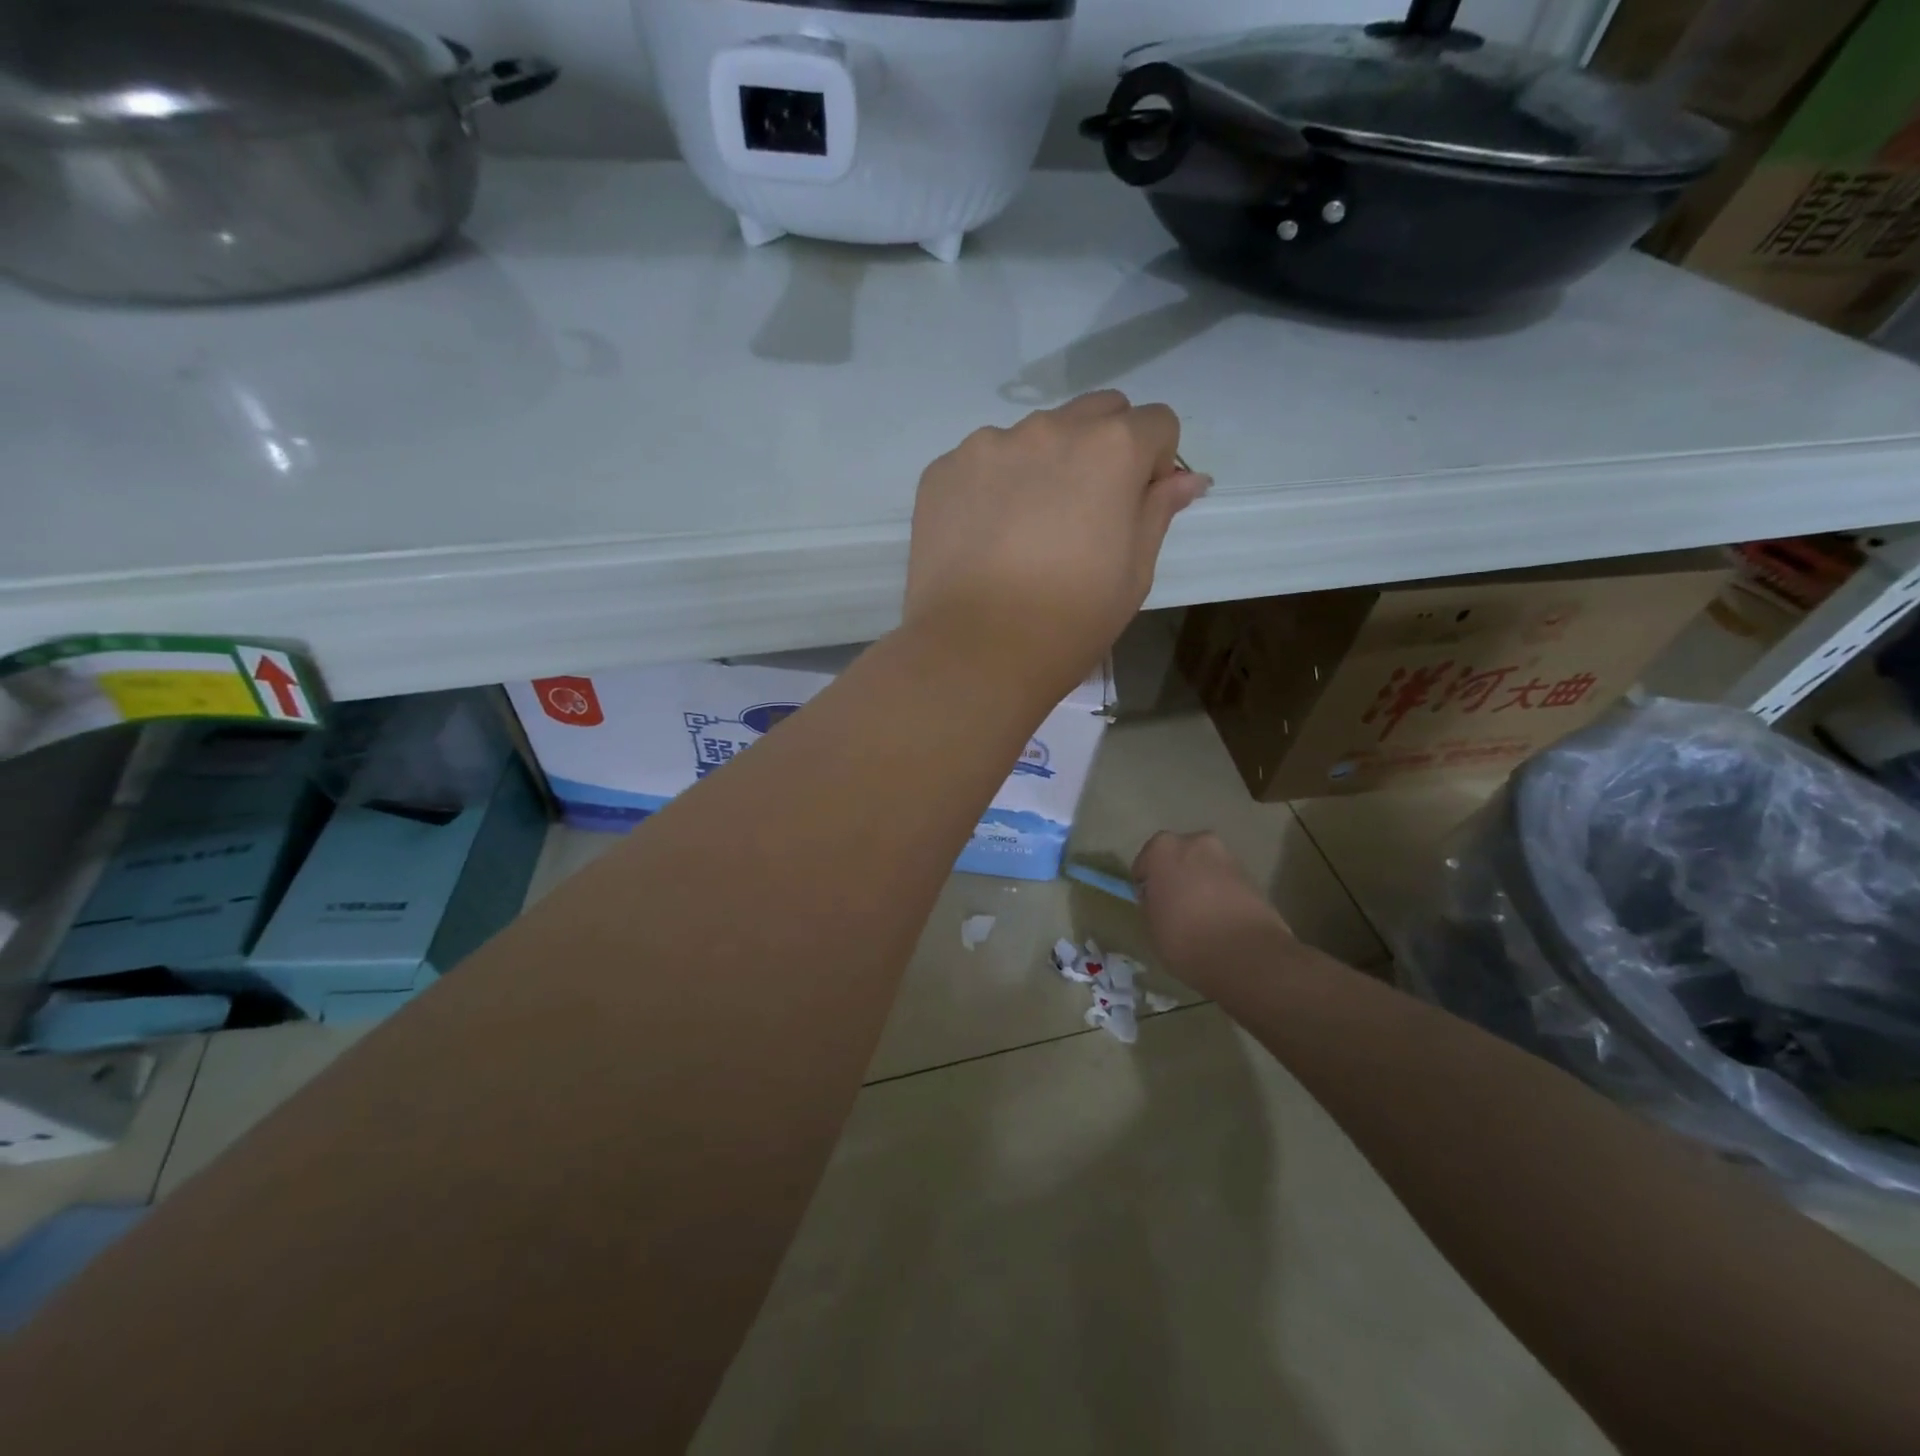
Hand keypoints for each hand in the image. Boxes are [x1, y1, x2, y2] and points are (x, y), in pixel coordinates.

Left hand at [903, 391, 1209, 699]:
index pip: (1155, 423)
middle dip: (1104, 449)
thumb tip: (1186, 479)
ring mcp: (987, 445)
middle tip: (1085, 514)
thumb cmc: (1069, 622)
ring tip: (1025, 531)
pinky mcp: (943, 470)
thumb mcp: (1134, 574)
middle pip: (1095, 414)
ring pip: (1033, 436)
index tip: (1136, 507)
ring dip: (1043, 465)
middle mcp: (1049, 429)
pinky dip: (993, 485)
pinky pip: (982, 461)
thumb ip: (1158, 512)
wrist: (975, 652)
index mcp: (1110, 449)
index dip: (1155, 464)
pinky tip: (985, 537)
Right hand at [1133, 832, 1292, 984]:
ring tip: (1201, 915)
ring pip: (1206, 868)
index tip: (1151, 903)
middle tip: (1175, 905)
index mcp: (1163, 848)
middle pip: (1180, 857)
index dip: (1147, 883)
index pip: (1146, 861)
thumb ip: (1152, 903)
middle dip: (1177, 875)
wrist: (1245, 954)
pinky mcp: (1252, 877)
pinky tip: (1221, 920)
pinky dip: (1222, 894)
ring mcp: (1228, 857)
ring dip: (1201, 883)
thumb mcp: (1150, 925)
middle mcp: (1196, 842)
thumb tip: (1160, 900)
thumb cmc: (1184, 937)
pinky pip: (1227, 882)